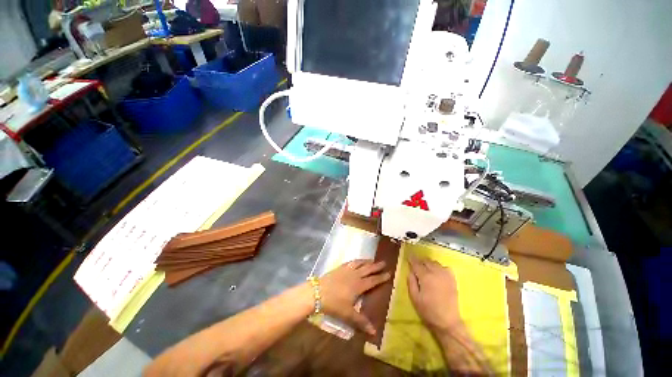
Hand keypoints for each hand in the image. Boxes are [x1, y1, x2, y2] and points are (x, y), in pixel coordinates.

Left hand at [318, 260, 390, 334]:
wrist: (317, 292)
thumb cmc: (334, 303)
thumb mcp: (348, 314)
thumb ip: (361, 321)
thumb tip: (374, 332)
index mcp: (359, 285)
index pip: (373, 280)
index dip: (381, 277)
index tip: (389, 273)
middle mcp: (354, 275)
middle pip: (367, 269)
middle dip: (376, 266)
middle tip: (384, 262)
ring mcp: (346, 270)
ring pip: (359, 264)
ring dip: (366, 261)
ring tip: (372, 260)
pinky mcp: (339, 268)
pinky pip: (350, 262)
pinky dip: (355, 260)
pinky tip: (356, 261)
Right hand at [407, 255, 462, 333]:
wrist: (448, 322)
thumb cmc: (428, 311)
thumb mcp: (414, 297)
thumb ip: (411, 282)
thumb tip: (410, 271)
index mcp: (425, 277)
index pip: (417, 264)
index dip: (412, 259)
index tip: (409, 256)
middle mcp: (436, 272)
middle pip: (426, 261)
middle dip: (420, 261)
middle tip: (416, 264)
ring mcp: (446, 275)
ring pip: (435, 263)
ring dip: (429, 263)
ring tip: (426, 267)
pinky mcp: (452, 280)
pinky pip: (445, 267)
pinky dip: (440, 267)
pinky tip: (438, 272)